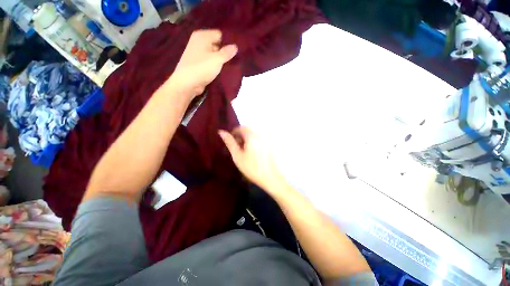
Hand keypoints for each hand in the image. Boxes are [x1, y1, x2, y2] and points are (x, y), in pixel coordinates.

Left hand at [168, 30, 237, 97]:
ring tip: (229, 67)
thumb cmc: (202, 68)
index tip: (235, 52)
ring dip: (221, 61)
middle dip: (224, 52)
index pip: (219, 35)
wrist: (187, 83)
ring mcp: (197, 53)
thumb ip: (227, 52)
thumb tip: (235, 46)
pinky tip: (221, 71)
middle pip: (216, 44)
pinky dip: (215, 66)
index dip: (227, 42)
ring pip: (214, 54)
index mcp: (202, 36)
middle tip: (233, 60)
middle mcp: (199, 42)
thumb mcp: (217, 59)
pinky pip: (210, 62)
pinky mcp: (198, 64)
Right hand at [219, 127, 287, 194]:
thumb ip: (230, 142)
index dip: (234, 132)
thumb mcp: (237, 156)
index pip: (241, 127)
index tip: (231, 141)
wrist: (270, 177)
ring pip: (253, 135)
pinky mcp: (269, 145)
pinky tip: (252, 153)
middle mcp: (260, 135)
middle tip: (236, 148)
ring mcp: (266, 140)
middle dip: (240, 136)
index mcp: (252, 136)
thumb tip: (221, 132)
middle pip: (248, 131)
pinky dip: (253, 143)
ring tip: (243, 152)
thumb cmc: (252, 167)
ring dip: (246, 140)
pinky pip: (259, 140)